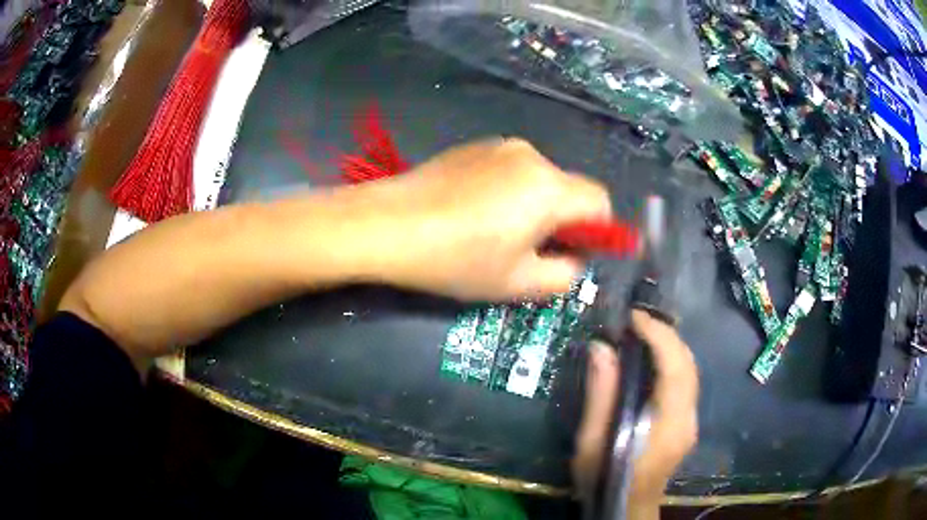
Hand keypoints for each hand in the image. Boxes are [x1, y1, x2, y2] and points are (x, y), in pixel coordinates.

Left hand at [350, 138, 610, 299]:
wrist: (386, 224)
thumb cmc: (457, 259)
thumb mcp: (518, 283)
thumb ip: (565, 275)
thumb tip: (574, 260)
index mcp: (549, 187)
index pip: (601, 201)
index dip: (598, 230)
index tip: (572, 252)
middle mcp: (531, 156)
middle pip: (568, 189)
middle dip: (561, 220)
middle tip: (527, 250)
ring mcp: (498, 146)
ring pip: (537, 179)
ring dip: (532, 205)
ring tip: (491, 231)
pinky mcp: (471, 146)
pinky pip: (508, 169)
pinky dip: (506, 191)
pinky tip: (470, 212)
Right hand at [571, 310, 698, 519]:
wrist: (626, 508)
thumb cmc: (606, 480)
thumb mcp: (592, 443)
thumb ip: (601, 395)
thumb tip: (602, 348)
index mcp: (668, 425)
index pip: (675, 369)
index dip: (659, 336)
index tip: (635, 318)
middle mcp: (688, 419)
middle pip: (689, 366)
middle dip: (667, 336)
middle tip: (637, 321)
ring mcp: (691, 422)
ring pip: (690, 372)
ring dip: (670, 347)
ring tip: (643, 333)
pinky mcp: (687, 424)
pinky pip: (685, 383)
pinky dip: (671, 362)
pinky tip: (652, 360)